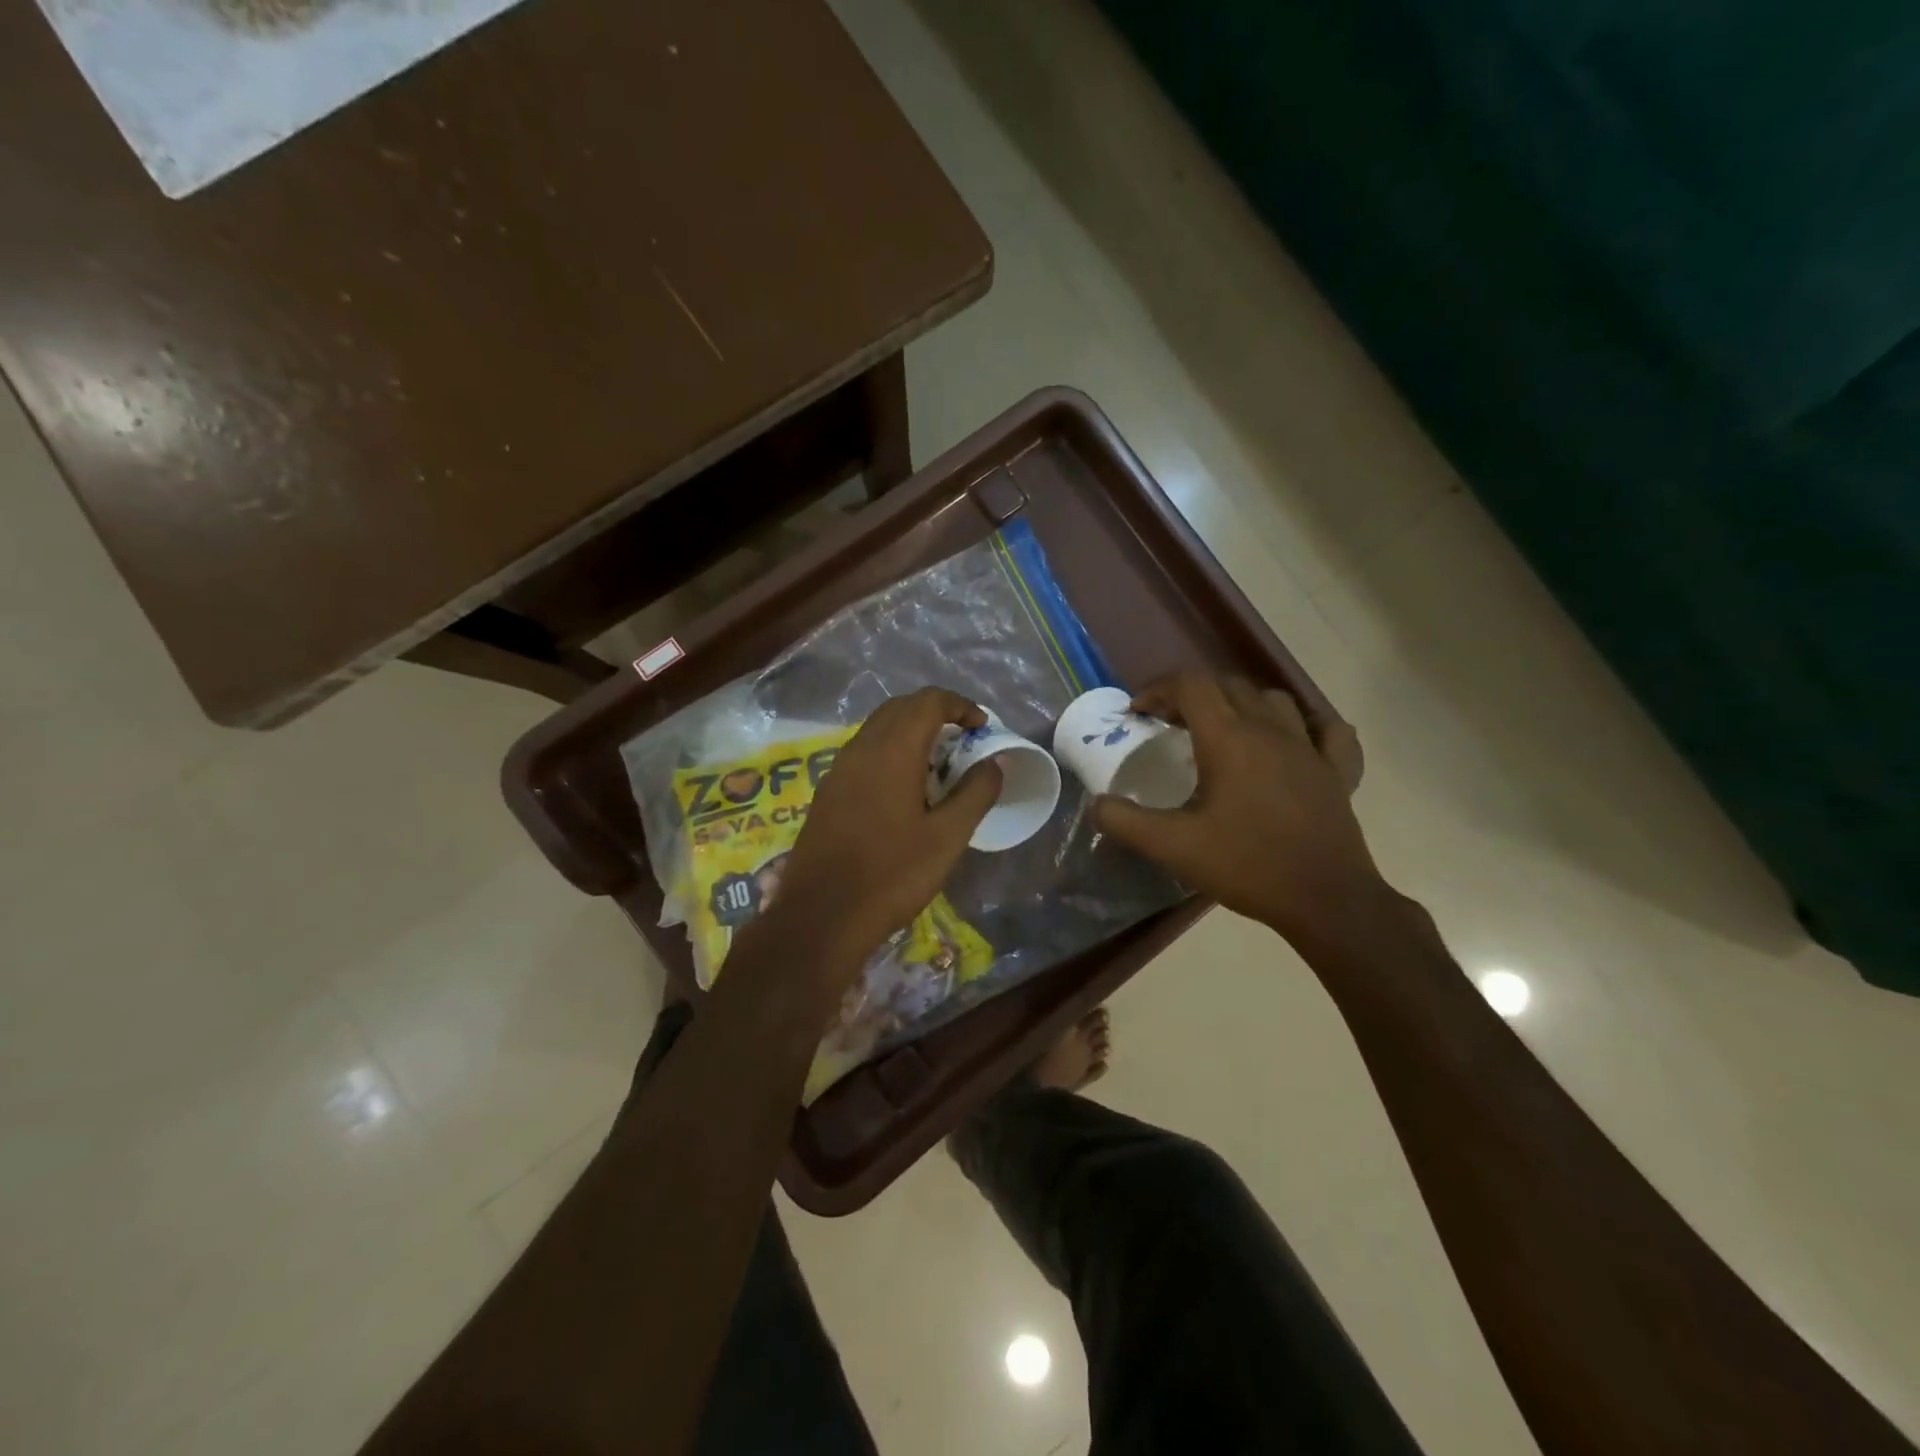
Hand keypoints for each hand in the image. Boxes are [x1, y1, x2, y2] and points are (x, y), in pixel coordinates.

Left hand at [766, 688, 1001, 978]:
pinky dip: (890, 751)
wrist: (822, 916)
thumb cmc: (892, 875)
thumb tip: (996, 761)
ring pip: (879, 728)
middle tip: (963, 740)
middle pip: (901, 707)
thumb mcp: (948, 837)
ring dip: (911, 731)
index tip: (982, 728)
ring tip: (938, 764)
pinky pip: (864, 752)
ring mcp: (838, 768)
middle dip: (936, 713)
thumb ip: (976, 792)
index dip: (960, 705)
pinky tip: (904, 788)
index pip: (929, 701)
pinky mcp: (827, 791)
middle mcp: (861, 748)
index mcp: (893, 750)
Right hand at [1094, 673, 1382, 945]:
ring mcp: (1311, 748)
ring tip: (1222, 729)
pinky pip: (1328, 730)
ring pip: (1274, 700)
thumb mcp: (1172, 847)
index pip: (1191, 685)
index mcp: (1229, 739)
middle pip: (1228, 685)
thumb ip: (1125, 821)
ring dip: (1241, 703)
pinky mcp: (1338, 771)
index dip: (1157, 689)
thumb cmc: (1245, 866)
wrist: (1325, 900)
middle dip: (1192, 695)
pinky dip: (1306, 725)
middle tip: (1169, 724)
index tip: (1138, 714)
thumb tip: (1096, 803)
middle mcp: (1270, 730)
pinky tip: (1295, 740)